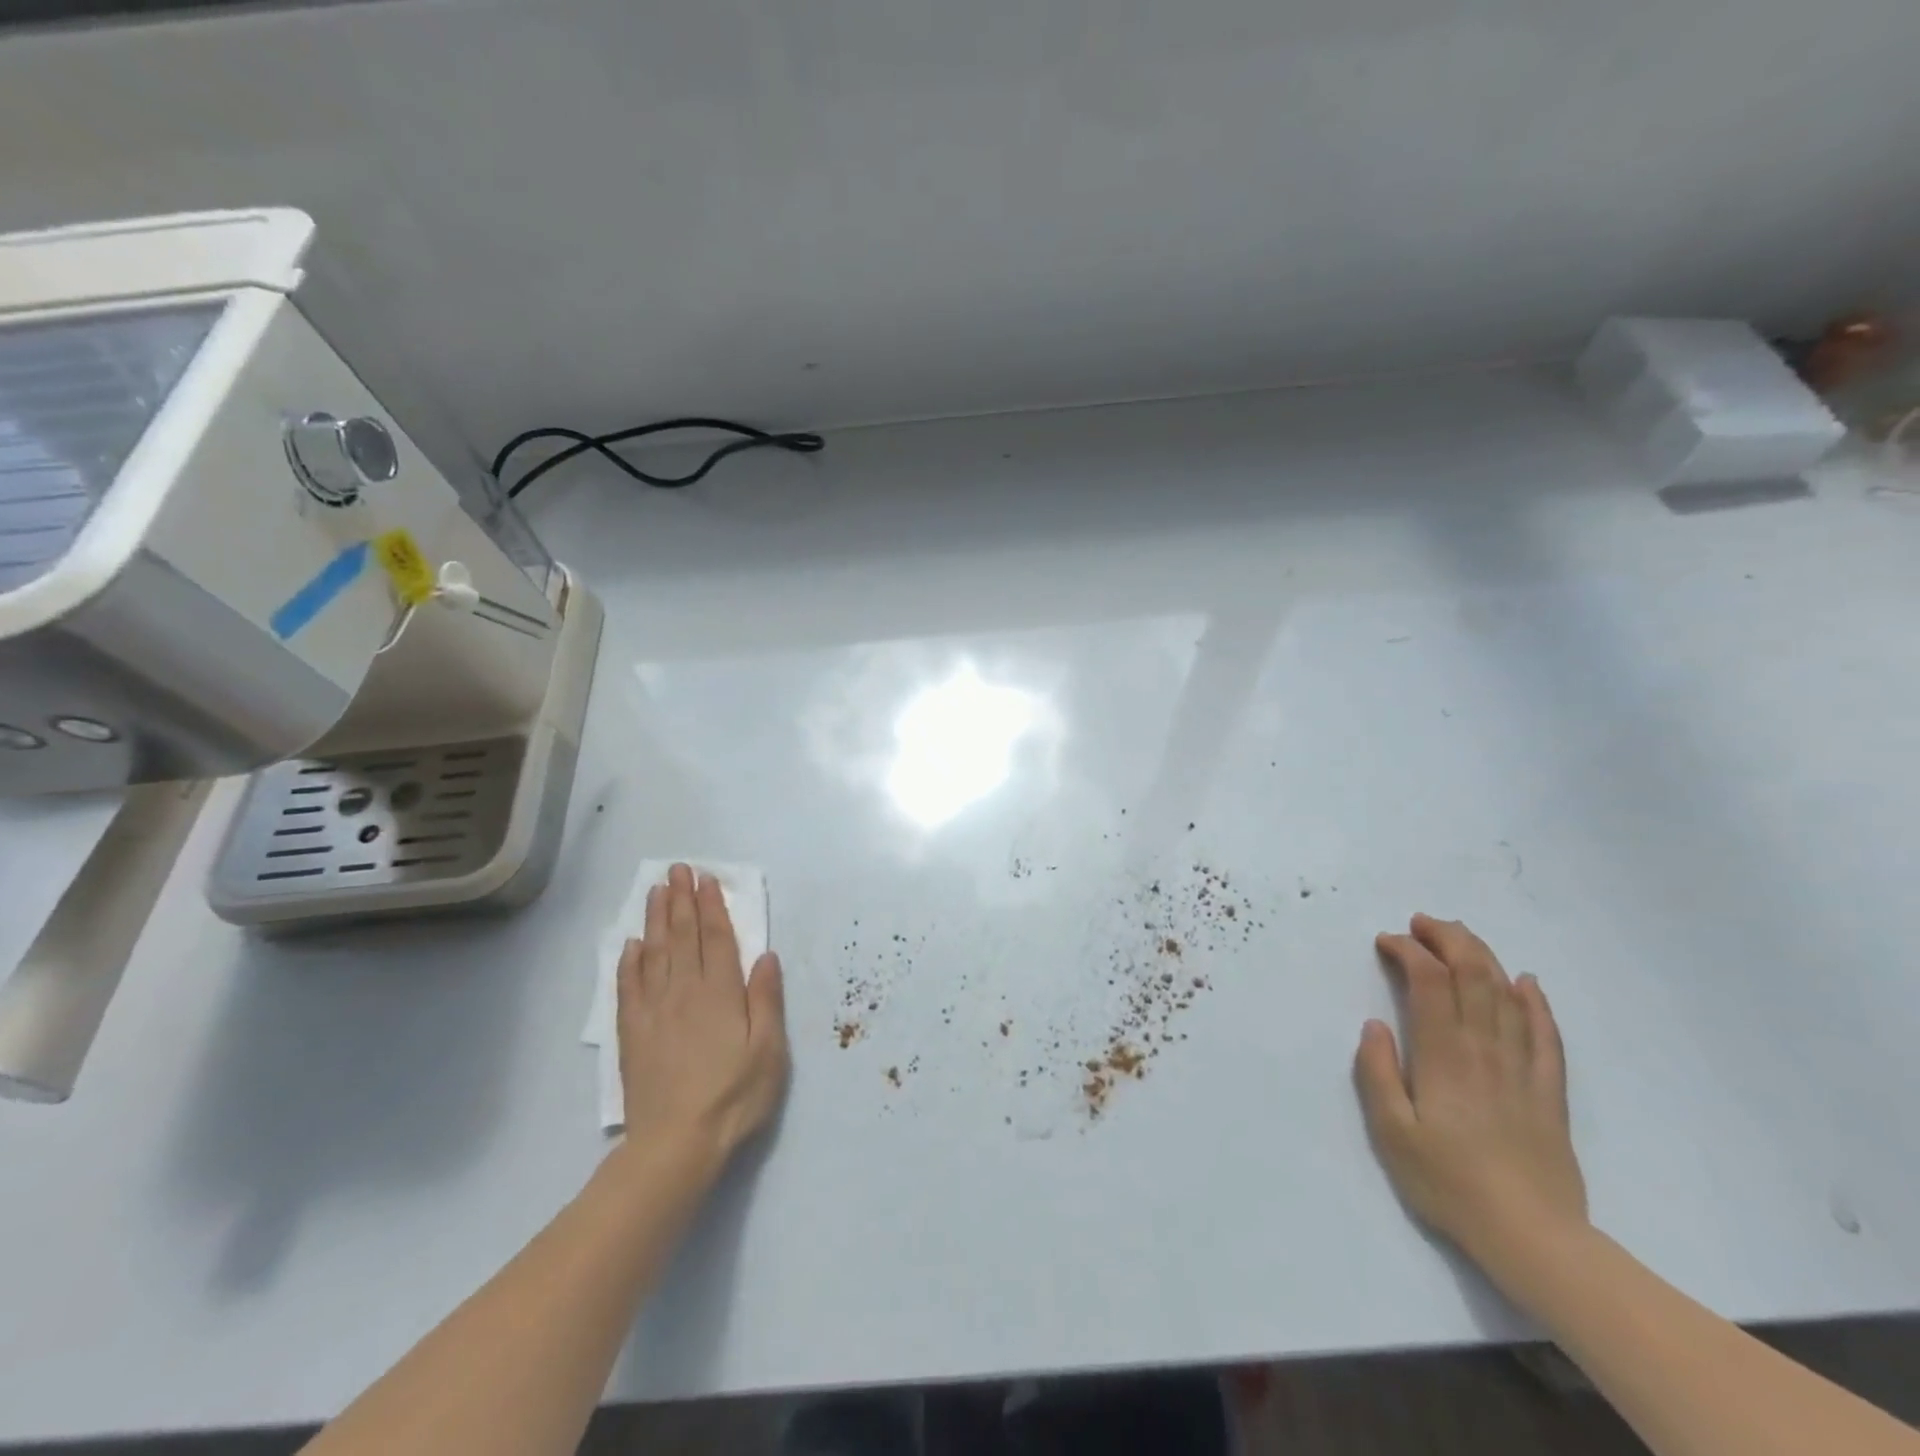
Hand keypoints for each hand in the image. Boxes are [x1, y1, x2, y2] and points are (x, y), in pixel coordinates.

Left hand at [615, 864, 788, 1170]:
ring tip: (655, 891)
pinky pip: (628, 987)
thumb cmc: (734, 1097)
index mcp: (720, 993)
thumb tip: (765, 955)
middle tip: (677, 870)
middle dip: (681, 900)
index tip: (706, 878)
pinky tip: (630, 944)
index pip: (715, 938)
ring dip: (655, 919)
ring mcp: (654, 1011)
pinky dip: (629, 961)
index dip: (711, 906)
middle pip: (681, 936)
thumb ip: (766, 999)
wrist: (675, 1145)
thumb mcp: (768, 1051)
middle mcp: (684, 992)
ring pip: (653, 953)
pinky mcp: (632, 1033)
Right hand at [1355, 914, 1587, 1281]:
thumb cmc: (1449, 1183)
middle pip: (1473, 975)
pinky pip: (1546, 1035)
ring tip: (1458, 936)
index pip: (1430, 983)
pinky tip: (1526, 982)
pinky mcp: (1549, 1091)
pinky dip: (1536, 1002)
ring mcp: (1522, 1068)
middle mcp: (1484, 1050)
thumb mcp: (1392, 1132)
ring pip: (1507, 995)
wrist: (1533, 1237)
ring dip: (1482, 956)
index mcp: (1443, 1056)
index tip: (1386, 941)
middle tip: (1421, 924)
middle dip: (1447, 939)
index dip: (1409, 952)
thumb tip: (1374, 1025)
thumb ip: (1377, 1073)